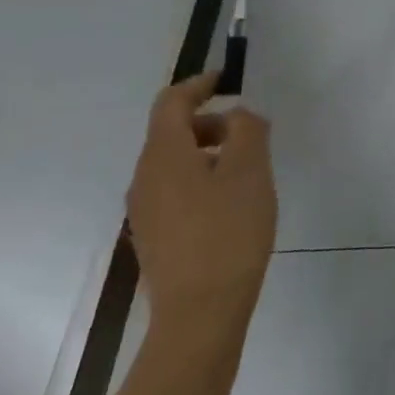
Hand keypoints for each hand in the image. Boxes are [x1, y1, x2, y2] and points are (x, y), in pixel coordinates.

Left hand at [127, 71, 277, 339]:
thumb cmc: (228, 232)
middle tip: (251, 133)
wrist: (200, 315)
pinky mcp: (155, 237)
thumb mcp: (250, 169)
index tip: (228, 80)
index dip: (199, 84)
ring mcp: (145, 211)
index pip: (171, 102)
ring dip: (209, 153)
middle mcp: (144, 178)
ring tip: (248, 170)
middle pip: (172, 132)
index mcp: (163, 155)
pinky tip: (231, 204)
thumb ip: (247, 129)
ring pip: (175, 163)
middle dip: (211, 122)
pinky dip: (202, 180)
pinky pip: (176, 191)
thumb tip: (239, 116)